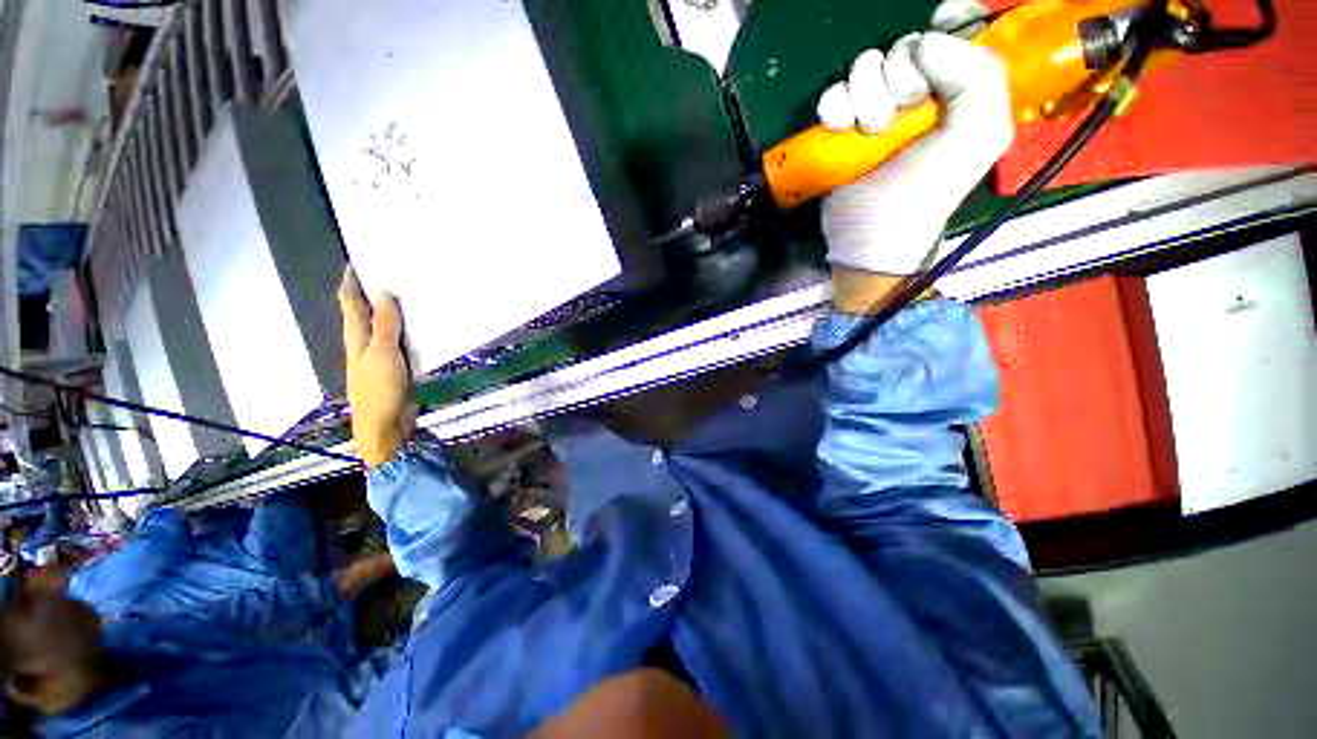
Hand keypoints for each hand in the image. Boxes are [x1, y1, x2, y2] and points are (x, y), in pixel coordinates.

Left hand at [339, 269, 415, 468]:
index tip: (354, 264)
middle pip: (363, 314)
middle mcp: (365, 344)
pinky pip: (399, 342)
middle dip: (369, 294)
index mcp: (357, 338)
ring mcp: (380, 357)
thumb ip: (385, 325)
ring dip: (389, 312)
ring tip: (402, 294)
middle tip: (384, 273)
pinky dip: (405, 330)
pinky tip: (416, 327)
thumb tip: (383, 292)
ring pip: (383, 328)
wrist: (386, 426)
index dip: (350, 285)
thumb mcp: (383, 354)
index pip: (350, 305)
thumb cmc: (380, 389)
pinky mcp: (396, 368)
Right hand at [818, 2, 1011, 292]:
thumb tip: (923, 42)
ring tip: (869, 130)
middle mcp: (921, 92)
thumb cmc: (927, 191)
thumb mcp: (978, 136)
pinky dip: (833, 108)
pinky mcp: (842, 128)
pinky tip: (840, 129)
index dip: (951, 21)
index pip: (961, 31)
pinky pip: (833, 94)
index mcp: (961, 89)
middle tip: (902, 113)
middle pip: (905, 45)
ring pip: (865, 67)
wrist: (871, 236)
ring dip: (865, 95)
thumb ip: (977, 75)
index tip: (940, 22)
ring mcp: (876, 109)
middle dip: (901, 75)